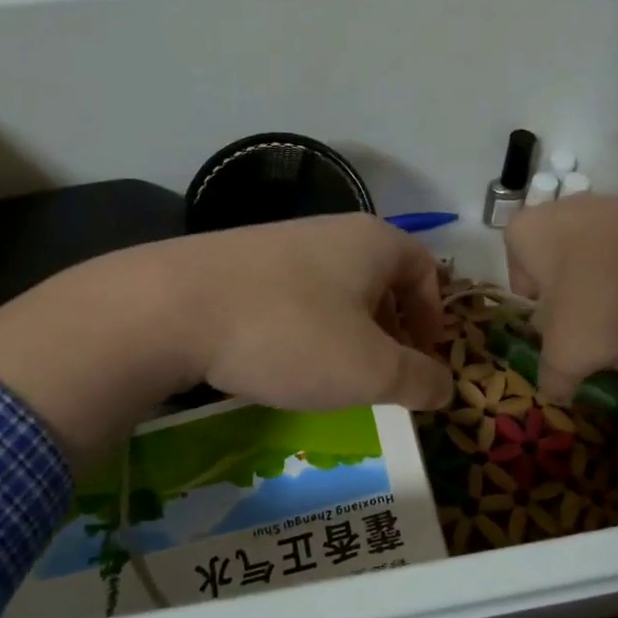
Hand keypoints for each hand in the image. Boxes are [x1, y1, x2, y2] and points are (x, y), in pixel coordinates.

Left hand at [0, 214, 452, 461]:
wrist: (170, 308)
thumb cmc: (291, 334)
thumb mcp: (370, 370)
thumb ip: (419, 380)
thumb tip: (448, 387)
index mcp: (372, 241)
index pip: (425, 269)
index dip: (433, 316)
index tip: (423, 359)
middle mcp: (328, 230)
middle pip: (378, 278)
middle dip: (389, 328)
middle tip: (382, 372)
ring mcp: (277, 242)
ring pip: (332, 288)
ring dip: (345, 331)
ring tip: (331, 373)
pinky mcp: (235, 262)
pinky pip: (289, 295)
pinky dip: (301, 328)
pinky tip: (279, 360)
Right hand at [504, 195, 617, 399]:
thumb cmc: (603, 295)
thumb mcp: (568, 353)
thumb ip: (552, 376)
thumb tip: (553, 391)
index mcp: (524, 235)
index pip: (518, 283)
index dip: (537, 314)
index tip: (558, 333)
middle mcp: (556, 211)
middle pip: (555, 272)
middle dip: (569, 302)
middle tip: (588, 331)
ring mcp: (603, 206)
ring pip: (590, 262)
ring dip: (601, 290)